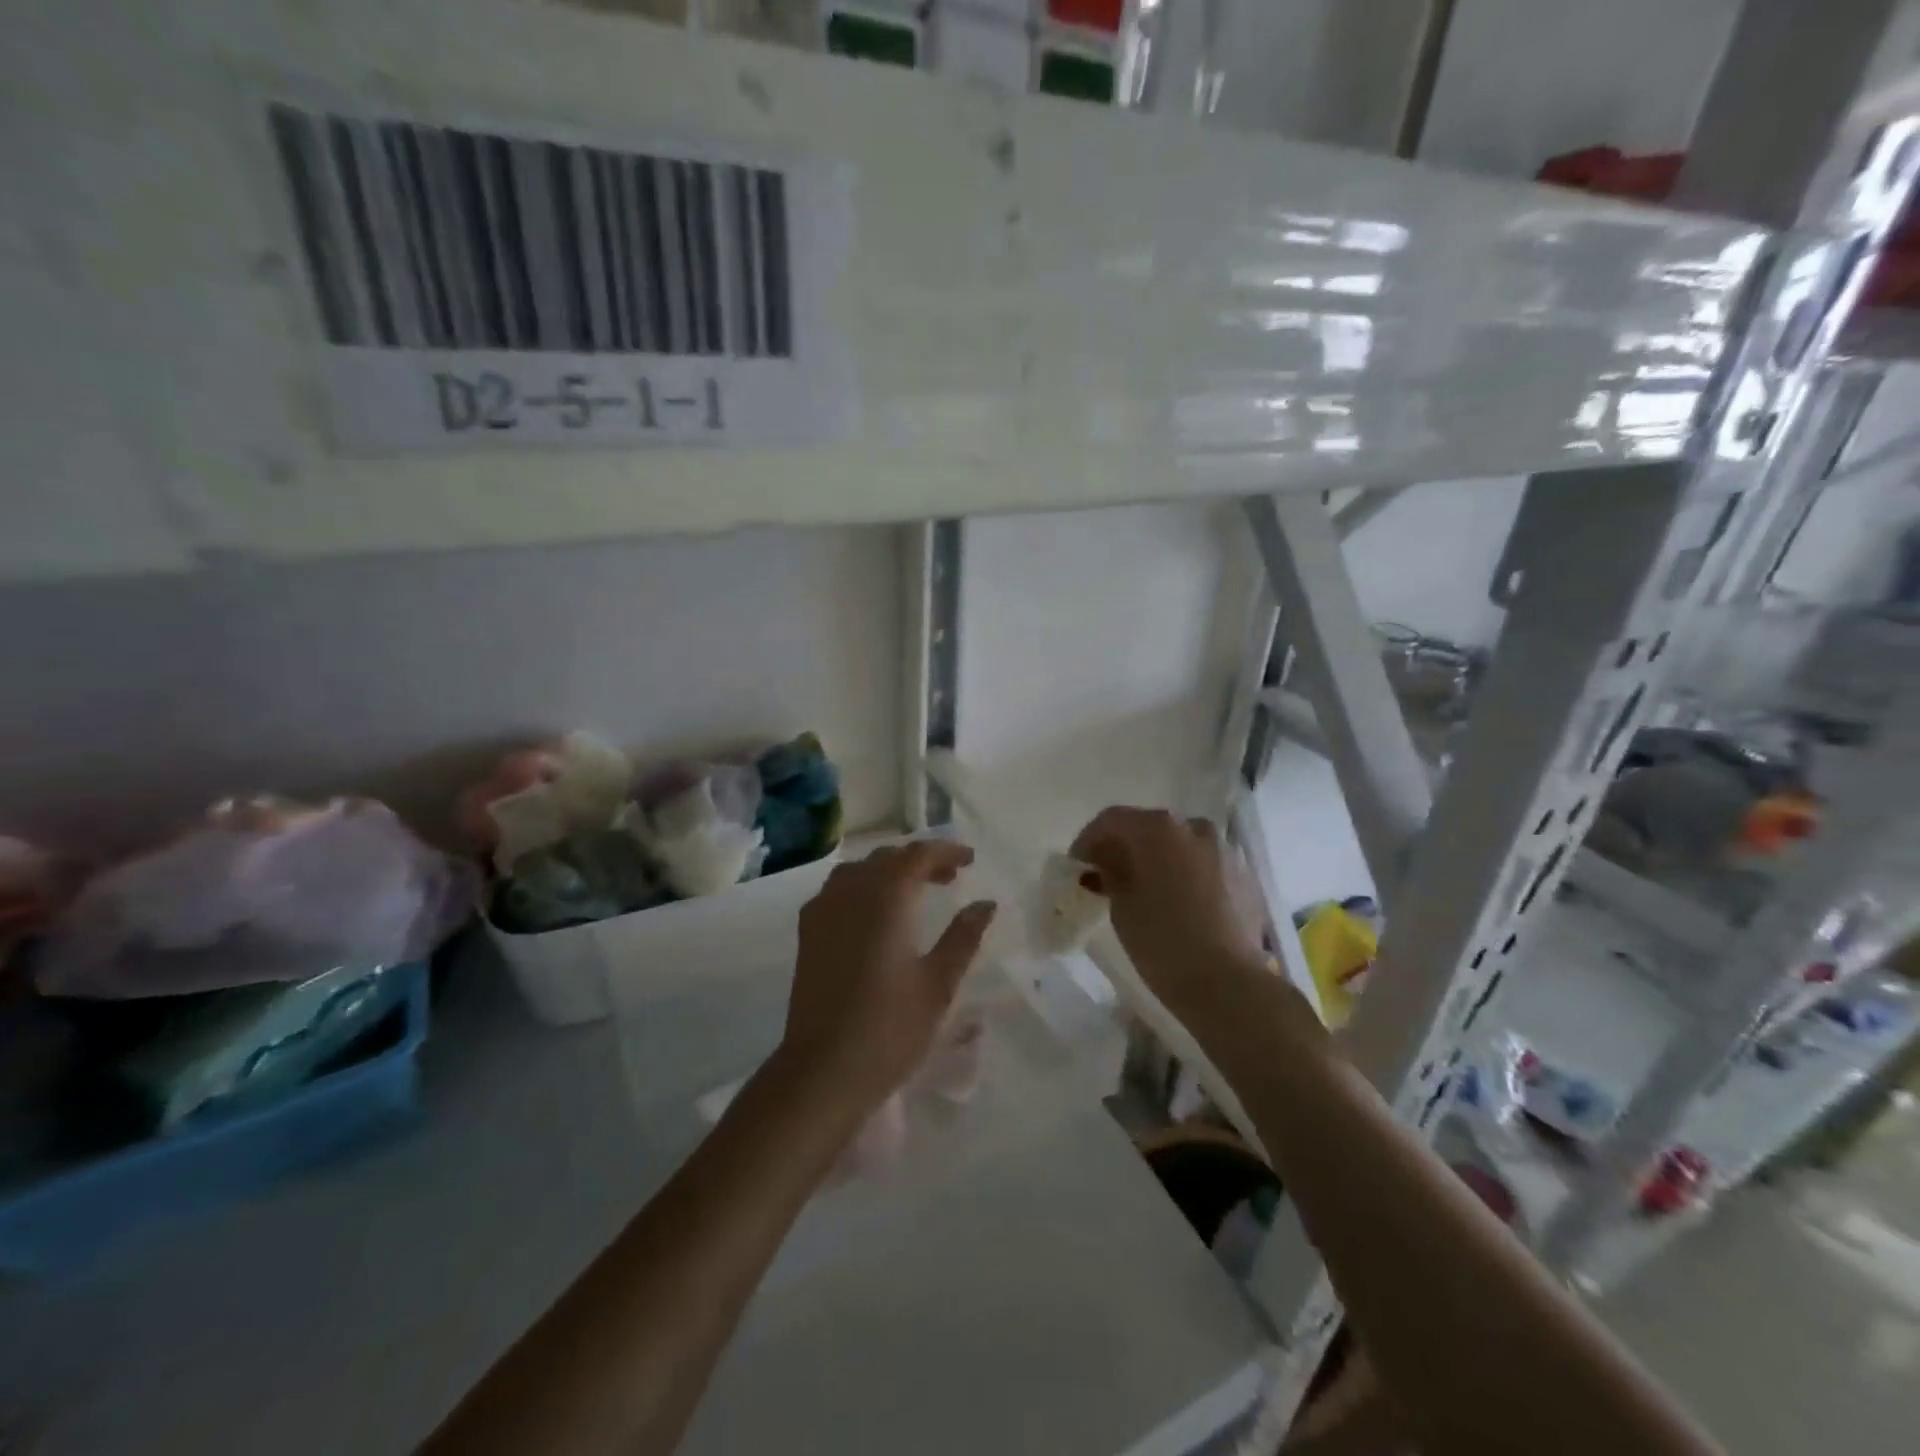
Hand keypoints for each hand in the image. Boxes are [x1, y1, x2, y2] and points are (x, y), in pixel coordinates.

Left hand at [777, 841, 996, 1113]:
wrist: (823, 1069)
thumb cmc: (890, 1027)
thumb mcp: (939, 983)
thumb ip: (964, 937)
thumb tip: (986, 904)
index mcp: (886, 896)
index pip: (918, 854)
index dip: (946, 851)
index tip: (970, 860)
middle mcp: (851, 891)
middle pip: (887, 858)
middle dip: (920, 860)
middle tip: (950, 877)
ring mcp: (823, 910)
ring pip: (860, 870)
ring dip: (890, 872)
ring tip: (915, 892)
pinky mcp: (807, 932)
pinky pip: (838, 890)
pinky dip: (863, 887)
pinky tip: (875, 914)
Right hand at [1070, 808, 1265, 1011]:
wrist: (1227, 984)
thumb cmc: (1162, 941)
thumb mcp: (1121, 906)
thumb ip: (1110, 872)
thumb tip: (1107, 860)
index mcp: (1158, 829)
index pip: (1112, 820)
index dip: (1089, 840)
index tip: (1077, 865)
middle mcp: (1194, 828)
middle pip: (1149, 828)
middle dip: (1125, 848)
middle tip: (1107, 877)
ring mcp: (1225, 850)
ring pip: (1180, 846)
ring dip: (1158, 860)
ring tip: (1145, 890)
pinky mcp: (1245, 876)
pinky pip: (1205, 865)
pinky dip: (1185, 875)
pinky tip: (1178, 903)